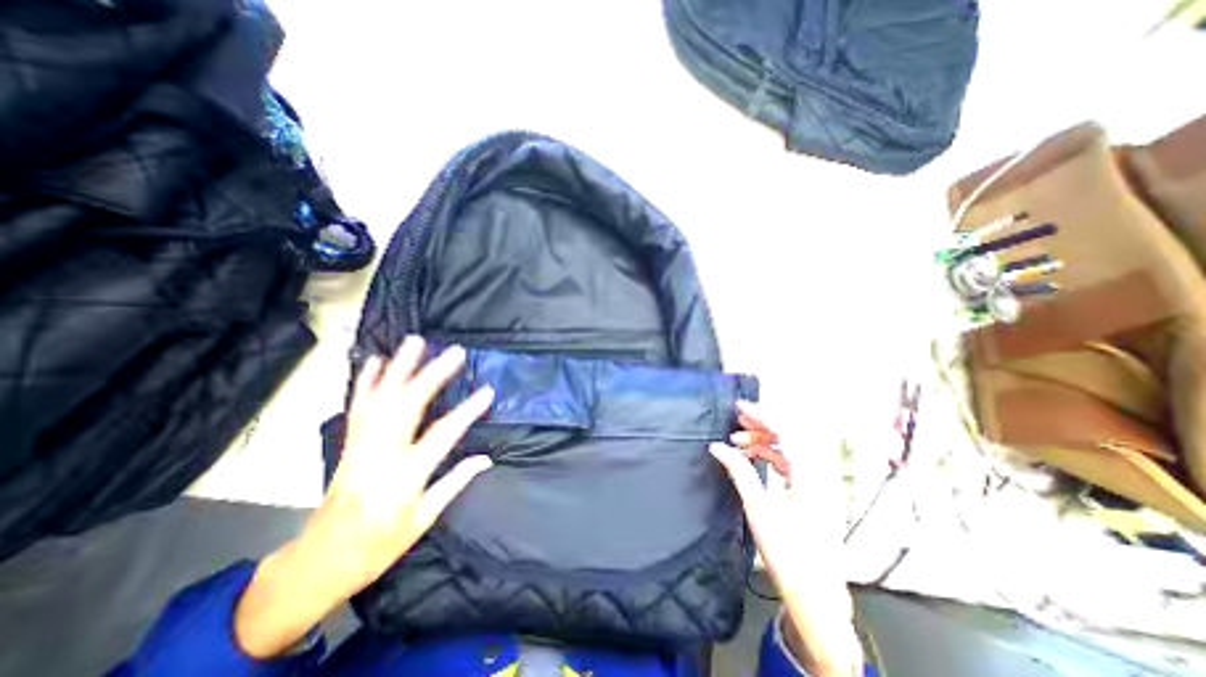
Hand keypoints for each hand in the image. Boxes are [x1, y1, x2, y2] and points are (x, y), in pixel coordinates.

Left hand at [234, 336, 493, 658]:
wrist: (319, 560)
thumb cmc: (378, 545)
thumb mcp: (423, 521)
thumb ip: (454, 483)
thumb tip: (485, 459)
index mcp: (405, 475)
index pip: (443, 434)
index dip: (468, 410)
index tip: (488, 391)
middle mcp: (381, 453)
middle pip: (408, 405)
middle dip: (433, 374)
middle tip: (454, 352)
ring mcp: (361, 444)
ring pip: (381, 397)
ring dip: (400, 367)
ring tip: (415, 341)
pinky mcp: (349, 443)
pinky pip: (358, 406)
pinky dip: (367, 380)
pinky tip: (376, 361)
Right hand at [708, 403, 860, 675]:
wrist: (815, 595)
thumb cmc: (787, 552)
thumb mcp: (758, 507)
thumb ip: (739, 470)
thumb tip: (717, 447)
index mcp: (810, 475)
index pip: (786, 431)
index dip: (761, 415)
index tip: (738, 407)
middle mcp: (818, 474)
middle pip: (790, 435)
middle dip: (762, 424)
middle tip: (737, 420)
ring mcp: (817, 483)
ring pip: (789, 447)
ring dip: (764, 440)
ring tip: (738, 439)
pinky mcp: (811, 491)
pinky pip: (790, 462)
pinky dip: (770, 454)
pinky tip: (751, 456)